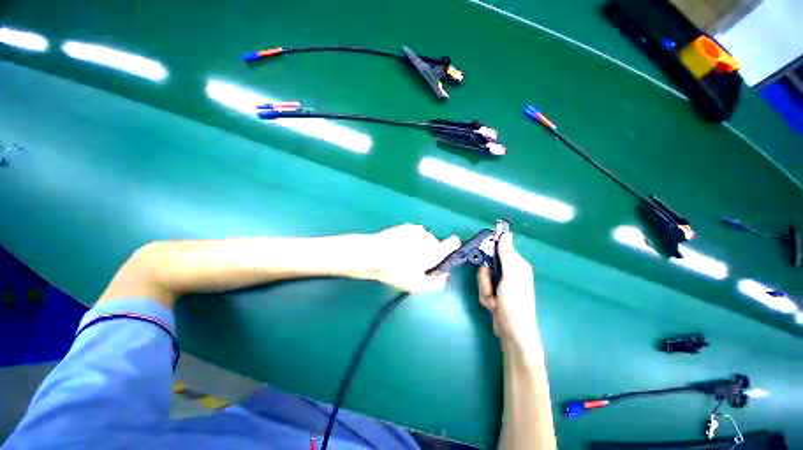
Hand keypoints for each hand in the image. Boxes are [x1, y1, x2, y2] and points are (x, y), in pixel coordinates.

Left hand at [367, 224, 460, 291]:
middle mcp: (428, 236)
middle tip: (415, 264)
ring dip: (418, 246)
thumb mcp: (417, 285)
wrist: (372, 254)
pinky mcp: (404, 226)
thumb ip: (436, 282)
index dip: (451, 249)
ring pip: (423, 239)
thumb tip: (445, 276)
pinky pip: (413, 234)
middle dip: (429, 252)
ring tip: (402, 257)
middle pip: (435, 244)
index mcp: (435, 250)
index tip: (442, 257)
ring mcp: (415, 229)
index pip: (453, 243)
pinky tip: (396, 248)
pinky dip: (409, 240)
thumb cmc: (396, 271)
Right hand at [477, 232, 537, 347]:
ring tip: (494, 301)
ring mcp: (501, 284)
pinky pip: (483, 288)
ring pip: (482, 277)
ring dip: (485, 289)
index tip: (483, 257)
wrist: (513, 334)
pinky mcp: (495, 293)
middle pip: (487, 263)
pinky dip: (485, 297)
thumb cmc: (515, 304)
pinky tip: (493, 306)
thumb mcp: (511, 277)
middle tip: (492, 287)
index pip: (499, 248)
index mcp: (517, 265)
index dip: (489, 252)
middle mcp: (509, 272)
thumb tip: (505, 233)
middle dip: (485, 278)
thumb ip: (506, 255)